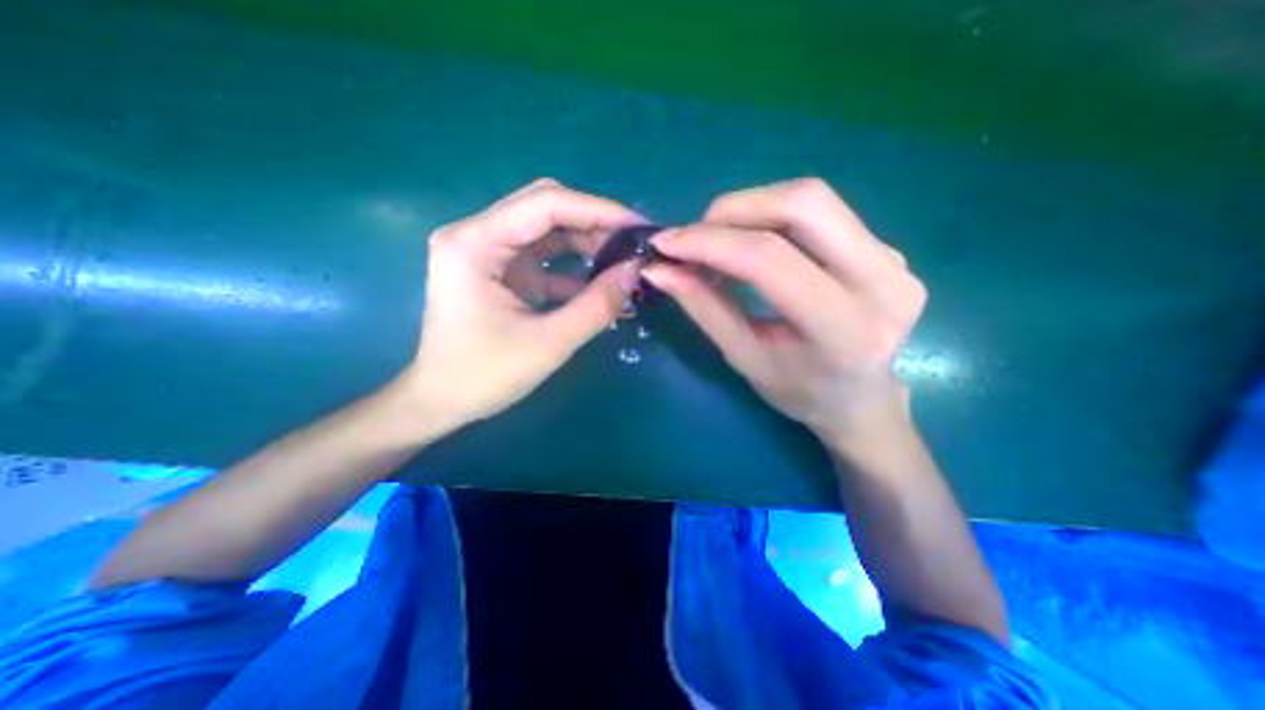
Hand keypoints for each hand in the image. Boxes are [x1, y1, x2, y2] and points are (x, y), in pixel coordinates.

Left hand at [401, 179, 642, 431]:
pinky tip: (601, 284)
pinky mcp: (500, 271)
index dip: (598, 210)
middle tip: (634, 245)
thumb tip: (636, 271)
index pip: (546, 203)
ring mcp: (488, 252)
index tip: (639, 228)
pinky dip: (574, 268)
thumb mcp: (549, 343)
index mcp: (475, 243)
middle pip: (546, 208)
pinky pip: (544, 257)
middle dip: (595, 223)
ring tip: (624, 262)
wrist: (441, 402)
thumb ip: (597, 305)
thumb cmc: (484, 376)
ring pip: (548, 230)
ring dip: (587, 244)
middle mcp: (477, 235)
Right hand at [645, 176, 927, 444]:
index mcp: (844, 329)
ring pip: (813, 200)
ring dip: (751, 209)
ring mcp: (893, 258)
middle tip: (695, 236)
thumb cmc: (798, 391)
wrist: (861, 398)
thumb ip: (704, 308)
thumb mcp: (744, 357)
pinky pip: (821, 213)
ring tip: (718, 241)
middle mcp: (883, 282)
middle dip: (734, 210)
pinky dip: (772, 218)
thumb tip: (659, 269)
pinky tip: (752, 244)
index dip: (710, 243)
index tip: (665, 243)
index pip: (770, 260)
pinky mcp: (888, 247)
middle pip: (804, 204)